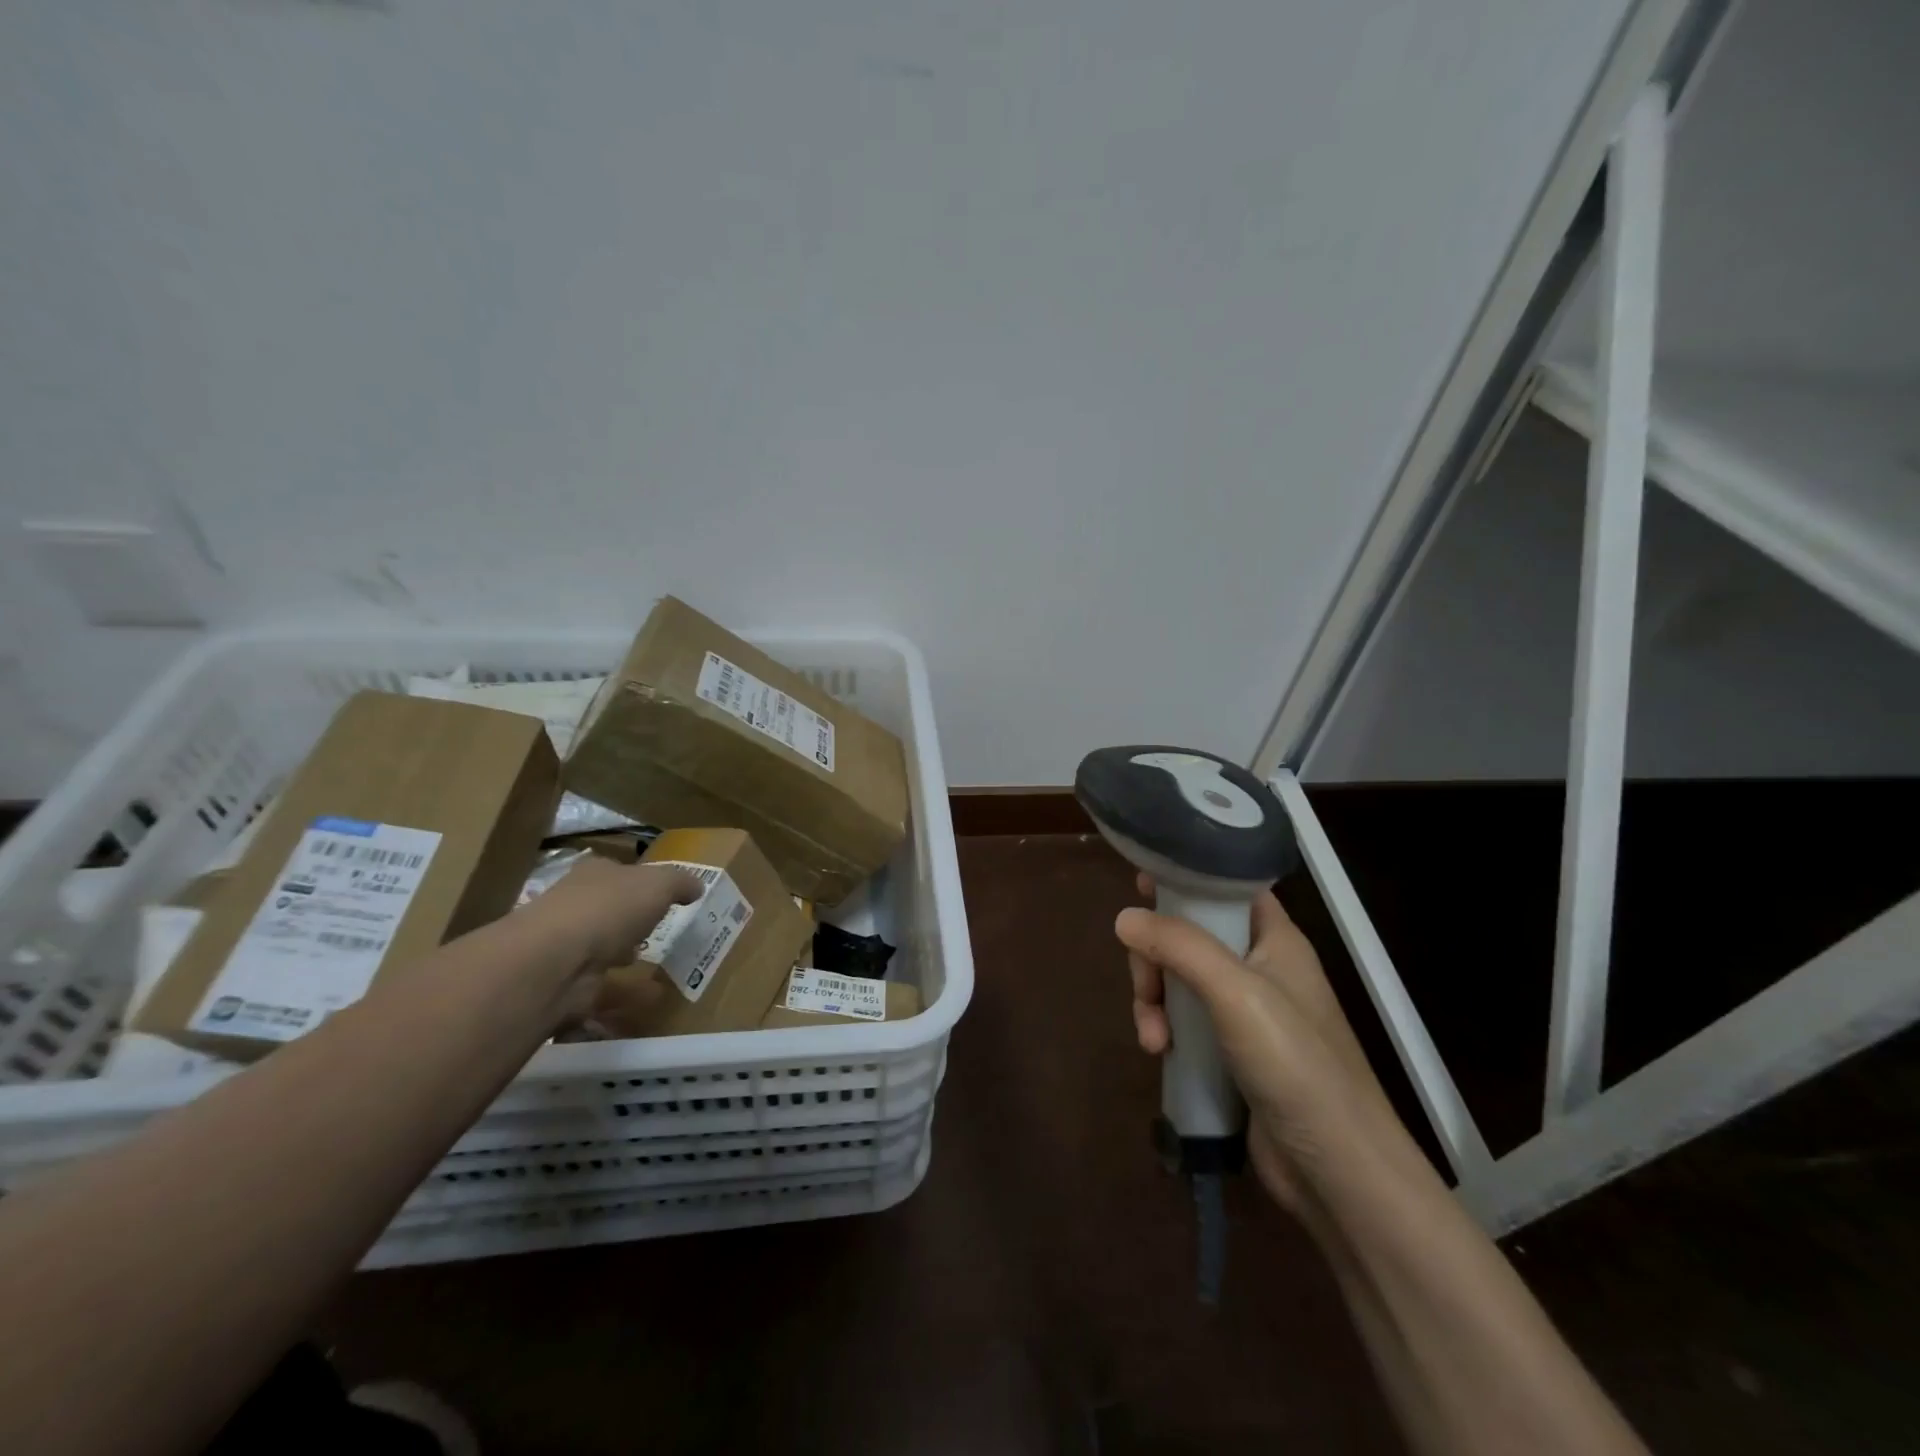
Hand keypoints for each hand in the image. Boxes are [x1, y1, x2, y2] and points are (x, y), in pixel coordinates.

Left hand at [514, 858, 703, 1020]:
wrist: (555, 962)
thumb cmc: (609, 908)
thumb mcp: (658, 884)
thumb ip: (680, 883)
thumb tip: (697, 887)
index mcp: (594, 875)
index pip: (616, 872)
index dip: (638, 881)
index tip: (661, 894)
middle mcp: (575, 907)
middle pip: (607, 910)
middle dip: (628, 920)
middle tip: (658, 929)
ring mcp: (567, 948)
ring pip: (602, 950)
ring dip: (624, 957)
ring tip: (655, 965)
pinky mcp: (568, 986)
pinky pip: (604, 989)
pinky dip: (627, 995)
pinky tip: (653, 998)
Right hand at [1117, 873, 1396, 1213]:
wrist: (1338, 1171)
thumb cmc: (1296, 1064)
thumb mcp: (1236, 993)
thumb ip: (1180, 947)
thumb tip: (1124, 918)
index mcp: (1275, 939)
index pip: (1227, 887)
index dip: (1187, 878)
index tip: (1141, 883)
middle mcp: (1259, 968)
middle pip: (1189, 935)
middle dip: (1155, 957)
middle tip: (1144, 985)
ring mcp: (1244, 1013)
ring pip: (1178, 980)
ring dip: (1153, 999)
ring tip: (1151, 1038)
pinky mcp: (1229, 1052)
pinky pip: (1183, 1021)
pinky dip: (1164, 1029)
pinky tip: (1158, 1053)